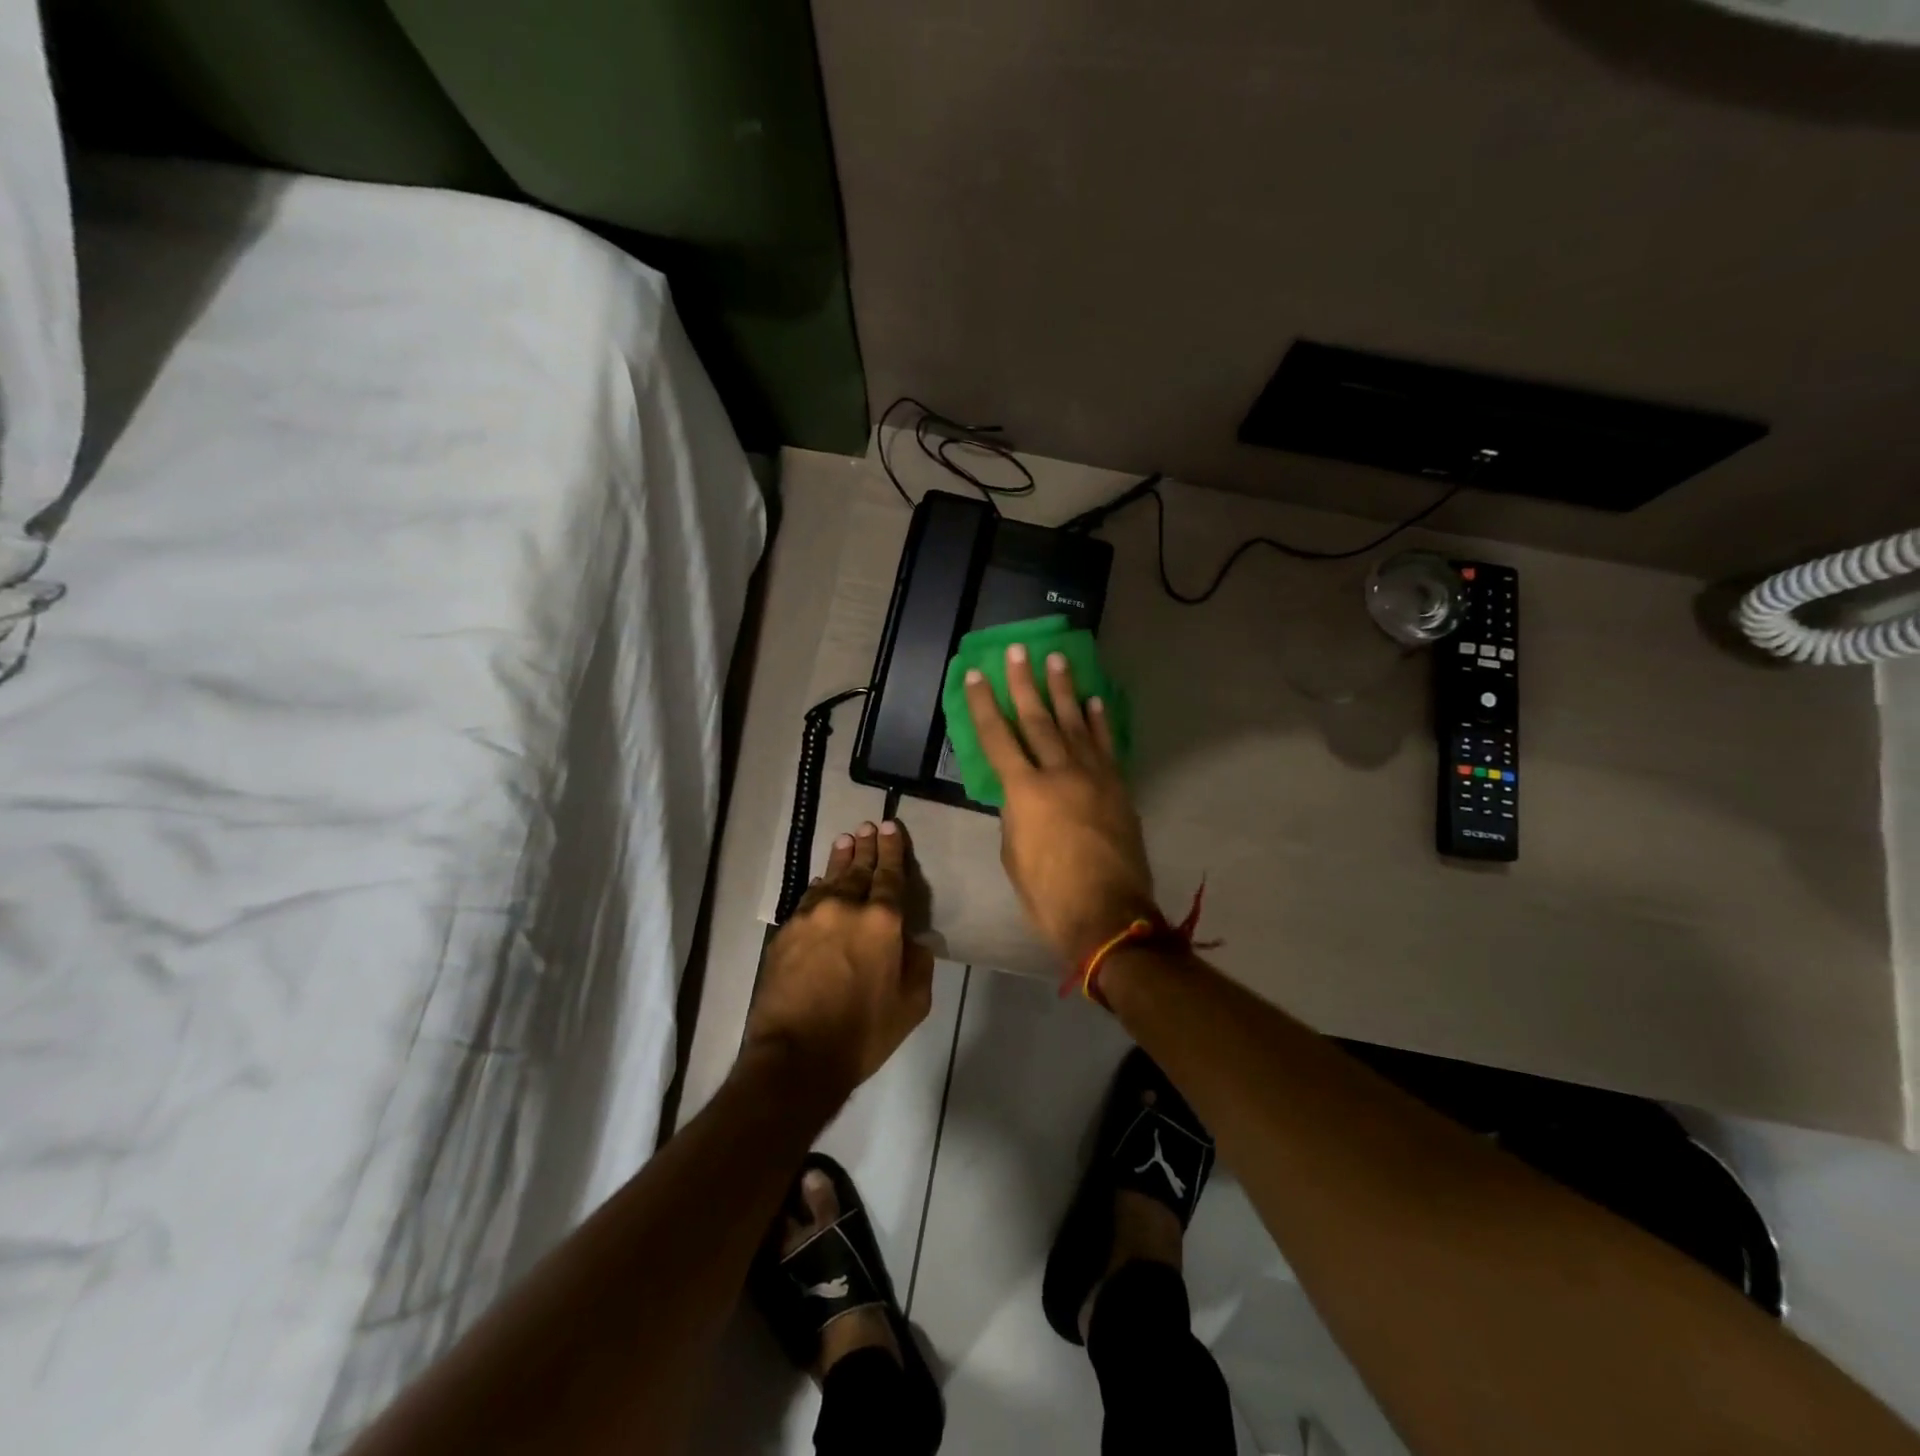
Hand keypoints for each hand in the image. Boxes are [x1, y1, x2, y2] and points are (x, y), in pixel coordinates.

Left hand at [745, 820, 935, 1098]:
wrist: (796, 1055)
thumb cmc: (863, 1033)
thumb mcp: (912, 1004)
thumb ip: (918, 963)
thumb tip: (913, 940)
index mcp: (883, 921)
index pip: (890, 875)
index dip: (892, 850)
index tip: (890, 827)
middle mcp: (846, 907)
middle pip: (859, 868)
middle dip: (867, 846)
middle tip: (868, 826)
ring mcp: (811, 916)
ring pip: (831, 878)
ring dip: (842, 859)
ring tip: (847, 841)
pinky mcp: (786, 932)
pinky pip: (808, 899)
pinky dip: (820, 887)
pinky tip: (823, 882)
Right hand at [964, 644, 1157, 966]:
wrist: (1109, 916)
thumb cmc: (1049, 894)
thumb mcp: (1014, 856)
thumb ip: (1014, 816)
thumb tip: (1019, 796)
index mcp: (1025, 792)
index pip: (997, 738)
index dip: (984, 705)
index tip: (978, 674)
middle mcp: (1059, 773)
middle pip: (1037, 719)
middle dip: (1025, 683)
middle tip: (1018, 650)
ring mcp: (1094, 777)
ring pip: (1075, 724)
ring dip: (1064, 690)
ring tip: (1056, 659)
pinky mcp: (1118, 787)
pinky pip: (1107, 746)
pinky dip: (1100, 722)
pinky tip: (1094, 701)